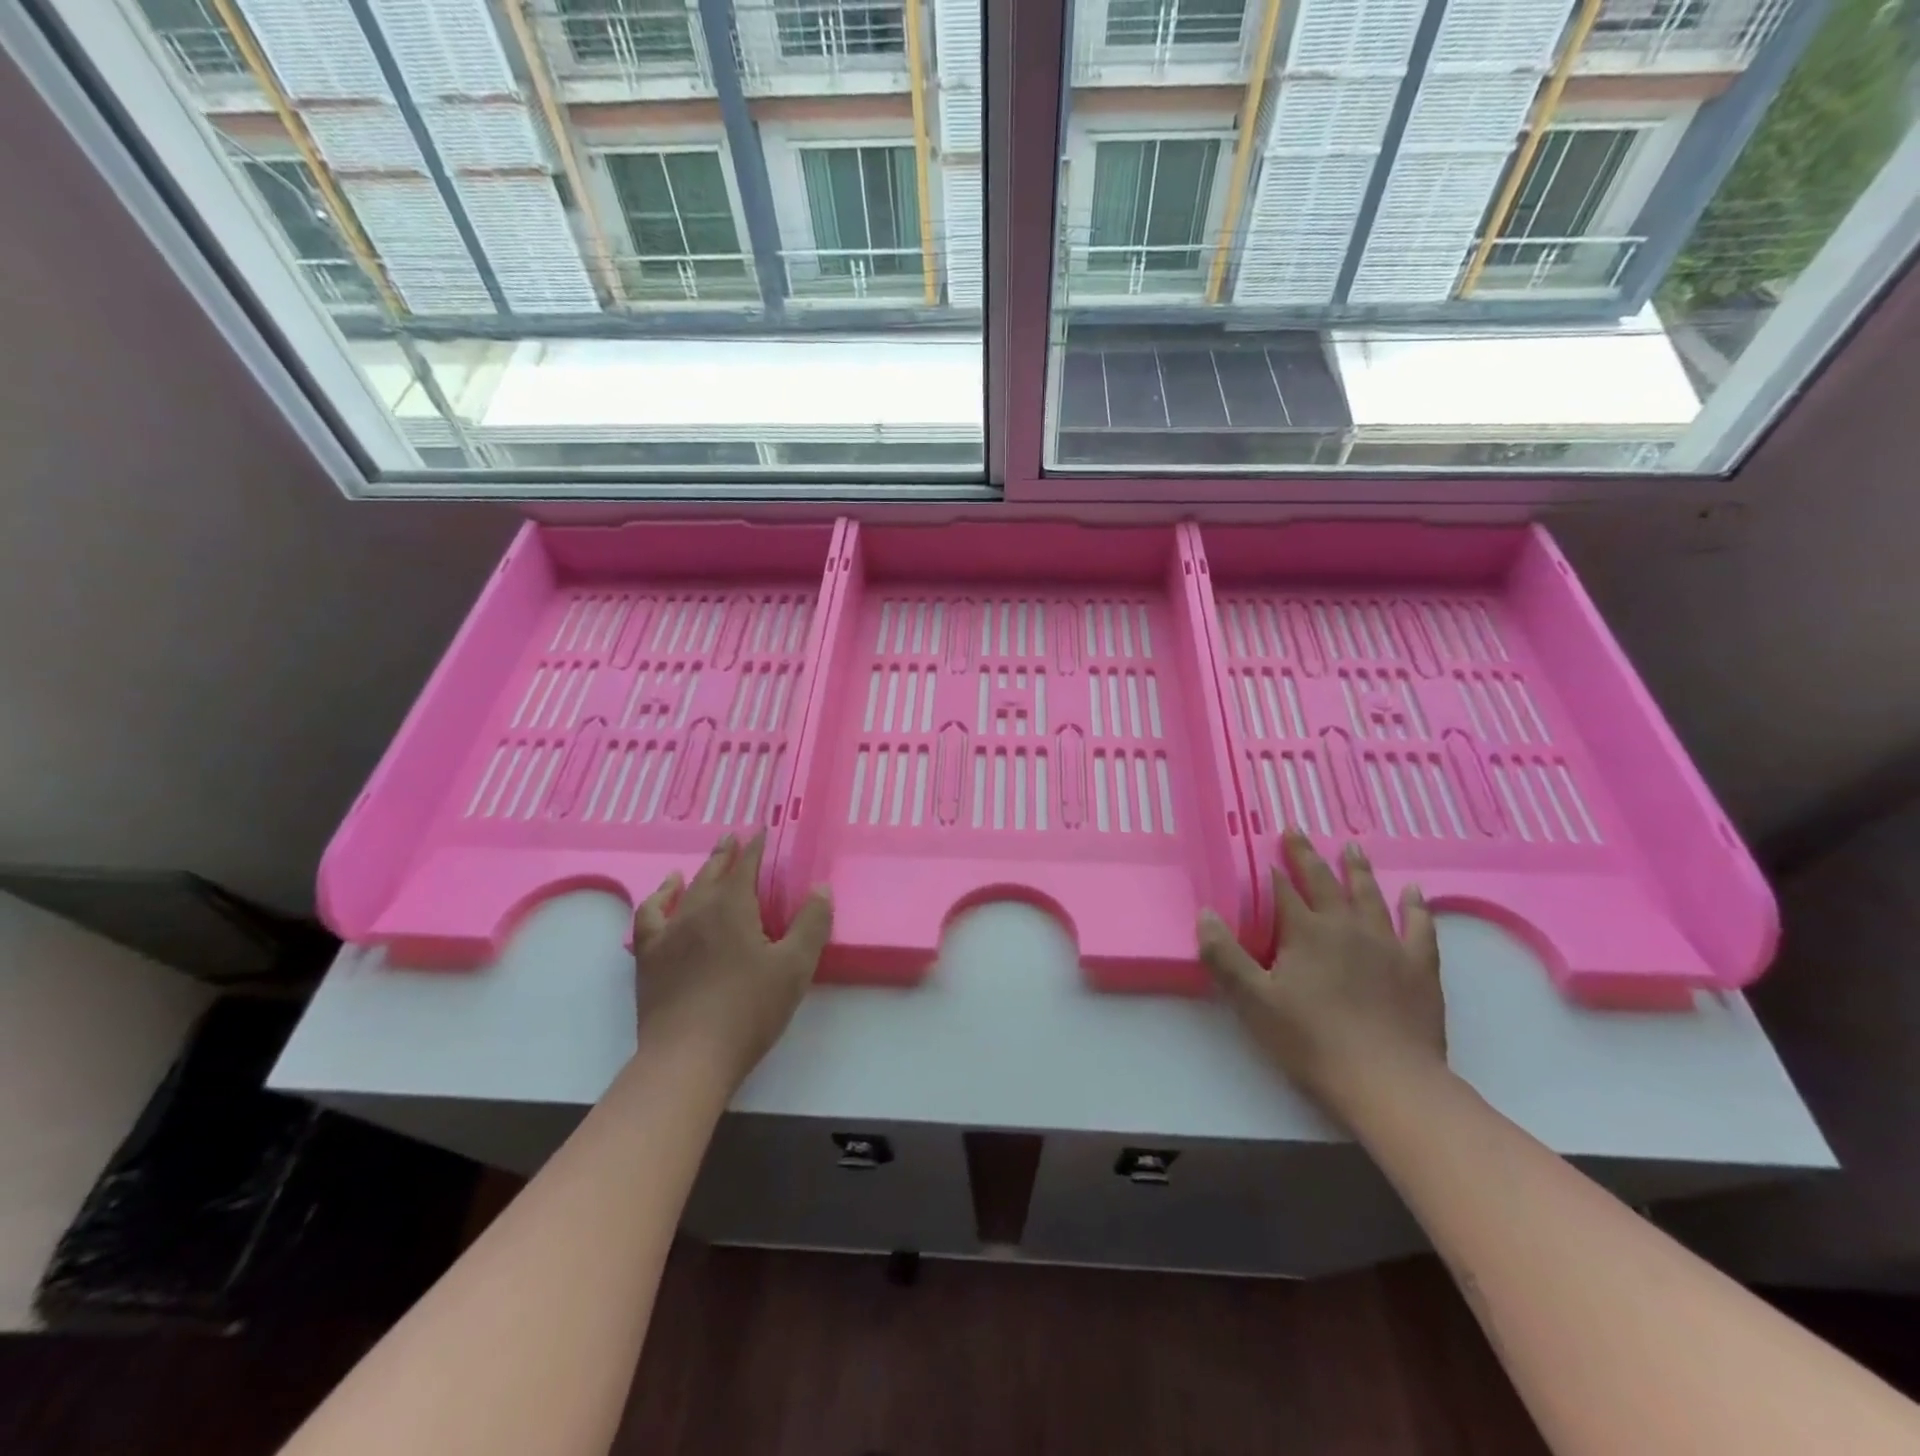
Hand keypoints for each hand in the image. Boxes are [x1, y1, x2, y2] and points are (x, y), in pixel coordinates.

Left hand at [630, 832, 832, 1090]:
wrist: (689, 1057)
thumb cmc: (749, 1009)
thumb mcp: (795, 967)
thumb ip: (811, 923)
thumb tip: (821, 887)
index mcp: (732, 907)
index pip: (746, 866)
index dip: (756, 848)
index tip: (761, 832)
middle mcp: (697, 910)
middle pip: (713, 873)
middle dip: (726, 854)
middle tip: (732, 837)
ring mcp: (668, 934)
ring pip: (682, 892)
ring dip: (695, 874)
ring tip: (698, 866)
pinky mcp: (649, 959)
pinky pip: (648, 918)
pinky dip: (657, 901)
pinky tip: (662, 899)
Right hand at [1198, 831, 1445, 1115]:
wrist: (1388, 1081)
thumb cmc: (1311, 1040)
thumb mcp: (1253, 1001)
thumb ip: (1224, 956)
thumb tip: (1204, 914)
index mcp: (1305, 932)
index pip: (1282, 890)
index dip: (1270, 869)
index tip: (1262, 846)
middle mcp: (1346, 927)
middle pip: (1323, 882)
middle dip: (1306, 855)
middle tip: (1297, 830)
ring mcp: (1387, 944)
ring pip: (1369, 896)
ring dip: (1357, 870)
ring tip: (1351, 847)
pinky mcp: (1419, 967)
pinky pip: (1419, 927)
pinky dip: (1416, 907)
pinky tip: (1414, 893)